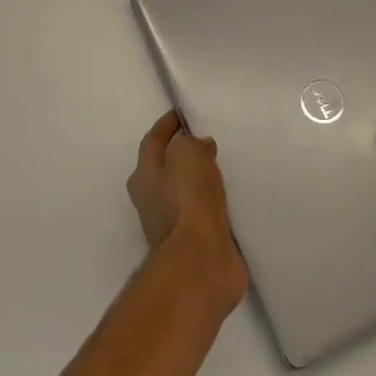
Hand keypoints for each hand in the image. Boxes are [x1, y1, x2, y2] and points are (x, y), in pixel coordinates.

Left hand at [127, 110, 246, 308]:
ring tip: (222, 165)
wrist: (200, 262)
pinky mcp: (195, 243)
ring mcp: (172, 224)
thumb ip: (191, 144)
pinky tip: (231, 196)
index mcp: (144, 177)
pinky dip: (214, 202)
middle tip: (205, 138)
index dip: (166, 125)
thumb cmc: (187, 202)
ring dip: (199, 179)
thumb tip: (198, 146)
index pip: (153, 141)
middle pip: (165, 168)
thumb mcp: (188, 156)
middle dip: (181, 152)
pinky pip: (205, 212)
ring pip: (185, 191)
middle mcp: (152, 200)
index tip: (182, 112)